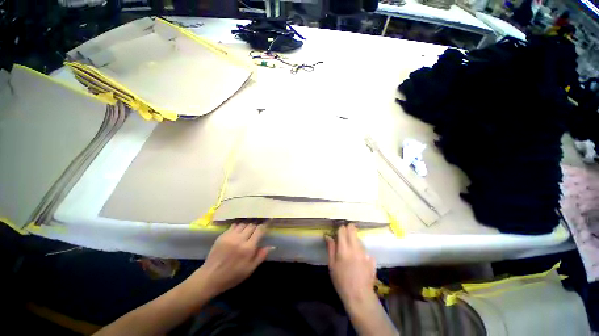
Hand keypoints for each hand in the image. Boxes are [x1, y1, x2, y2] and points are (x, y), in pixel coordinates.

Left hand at [187, 223, 272, 296]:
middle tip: (255, 232)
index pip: (259, 230)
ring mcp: (230, 236)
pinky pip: (233, 226)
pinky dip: (238, 227)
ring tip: (246, 232)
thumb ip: (261, 256)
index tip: (266, 225)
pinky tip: (237, 232)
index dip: (264, 226)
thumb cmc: (232, 276)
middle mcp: (240, 239)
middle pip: (251, 225)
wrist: (210, 277)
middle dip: (255, 227)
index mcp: (248, 248)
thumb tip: (271, 246)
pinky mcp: (222, 235)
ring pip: (243, 224)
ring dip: (247, 226)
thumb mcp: (249, 269)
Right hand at [326, 224, 376, 304]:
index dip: (340, 228)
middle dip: (348, 228)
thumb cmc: (341, 281)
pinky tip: (358, 259)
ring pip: (359, 238)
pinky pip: (365, 249)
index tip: (338, 232)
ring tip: (350, 250)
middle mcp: (355, 248)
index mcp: (344, 249)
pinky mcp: (371, 259)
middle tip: (344, 234)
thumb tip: (328, 236)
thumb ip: (331, 248)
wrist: (359, 297)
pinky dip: (360, 250)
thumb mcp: (332, 265)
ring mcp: (365, 253)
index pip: (343, 230)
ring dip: (354, 239)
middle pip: (353, 229)